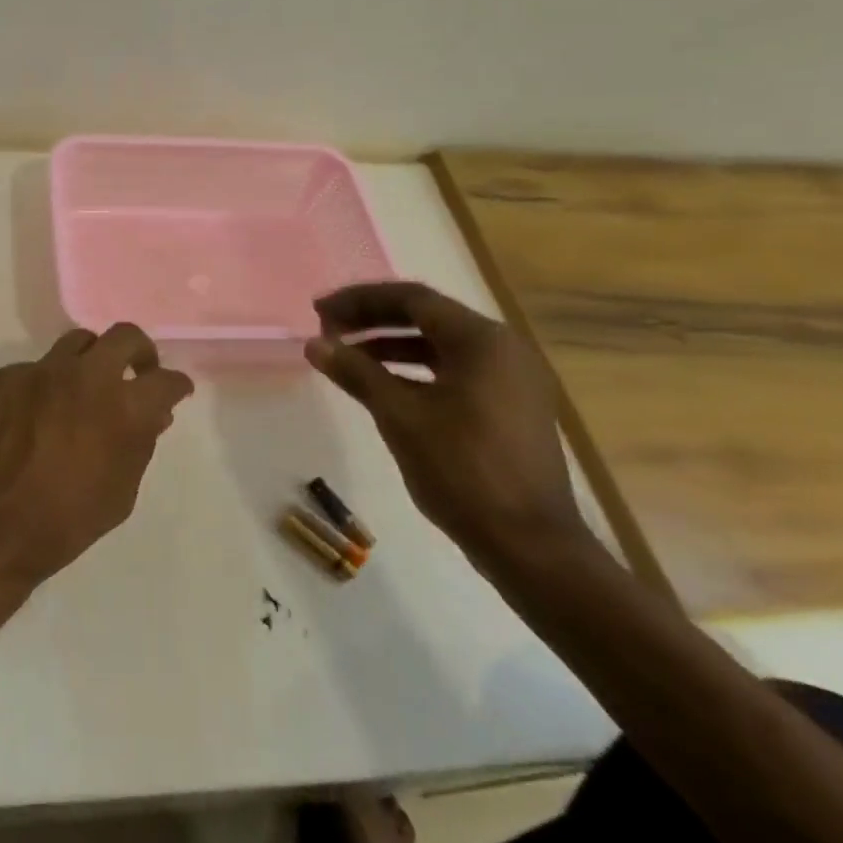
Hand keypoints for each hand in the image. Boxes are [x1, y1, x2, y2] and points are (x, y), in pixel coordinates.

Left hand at [0, 325, 195, 592]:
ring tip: (85, 388)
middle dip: (139, 352)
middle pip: (124, 336)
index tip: (175, 392)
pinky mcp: (3, 377)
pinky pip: (34, 369)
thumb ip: (139, 445)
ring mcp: (39, 371)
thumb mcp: (119, 495)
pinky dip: (45, 385)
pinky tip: (34, 415)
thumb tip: (151, 415)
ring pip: (77, 342)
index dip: (176, 386)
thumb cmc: (61, 524)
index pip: (166, 380)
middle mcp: (84, 376)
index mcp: (122, 408)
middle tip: (137, 372)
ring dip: (91, 360)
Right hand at [303, 282, 589, 572]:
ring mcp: (511, 379)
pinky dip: (415, 371)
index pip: (413, 299)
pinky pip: (455, 372)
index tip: (319, 311)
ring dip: (391, 346)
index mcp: (483, 340)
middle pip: (428, 318)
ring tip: (347, 356)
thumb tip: (314, 344)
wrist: (528, 543)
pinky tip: (383, 386)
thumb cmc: (462, 470)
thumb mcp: (400, 416)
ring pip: (440, 346)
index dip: (360, 300)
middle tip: (328, 328)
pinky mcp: (510, 407)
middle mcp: (503, 349)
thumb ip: (356, 372)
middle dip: (373, 319)